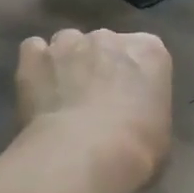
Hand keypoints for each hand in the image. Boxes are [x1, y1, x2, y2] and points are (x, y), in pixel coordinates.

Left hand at [16, 29, 171, 188]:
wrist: (86, 154)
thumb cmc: (137, 149)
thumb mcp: (161, 133)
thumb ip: (147, 111)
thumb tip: (134, 120)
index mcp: (149, 52)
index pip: (146, 52)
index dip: (136, 75)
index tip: (133, 99)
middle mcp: (109, 37)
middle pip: (104, 44)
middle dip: (101, 66)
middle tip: (97, 102)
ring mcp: (67, 43)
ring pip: (67, 43)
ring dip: (67, 63)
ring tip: (64, 98)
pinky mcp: (32, 58)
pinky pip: (33, 51)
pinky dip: (36, 67)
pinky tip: (38, 92)